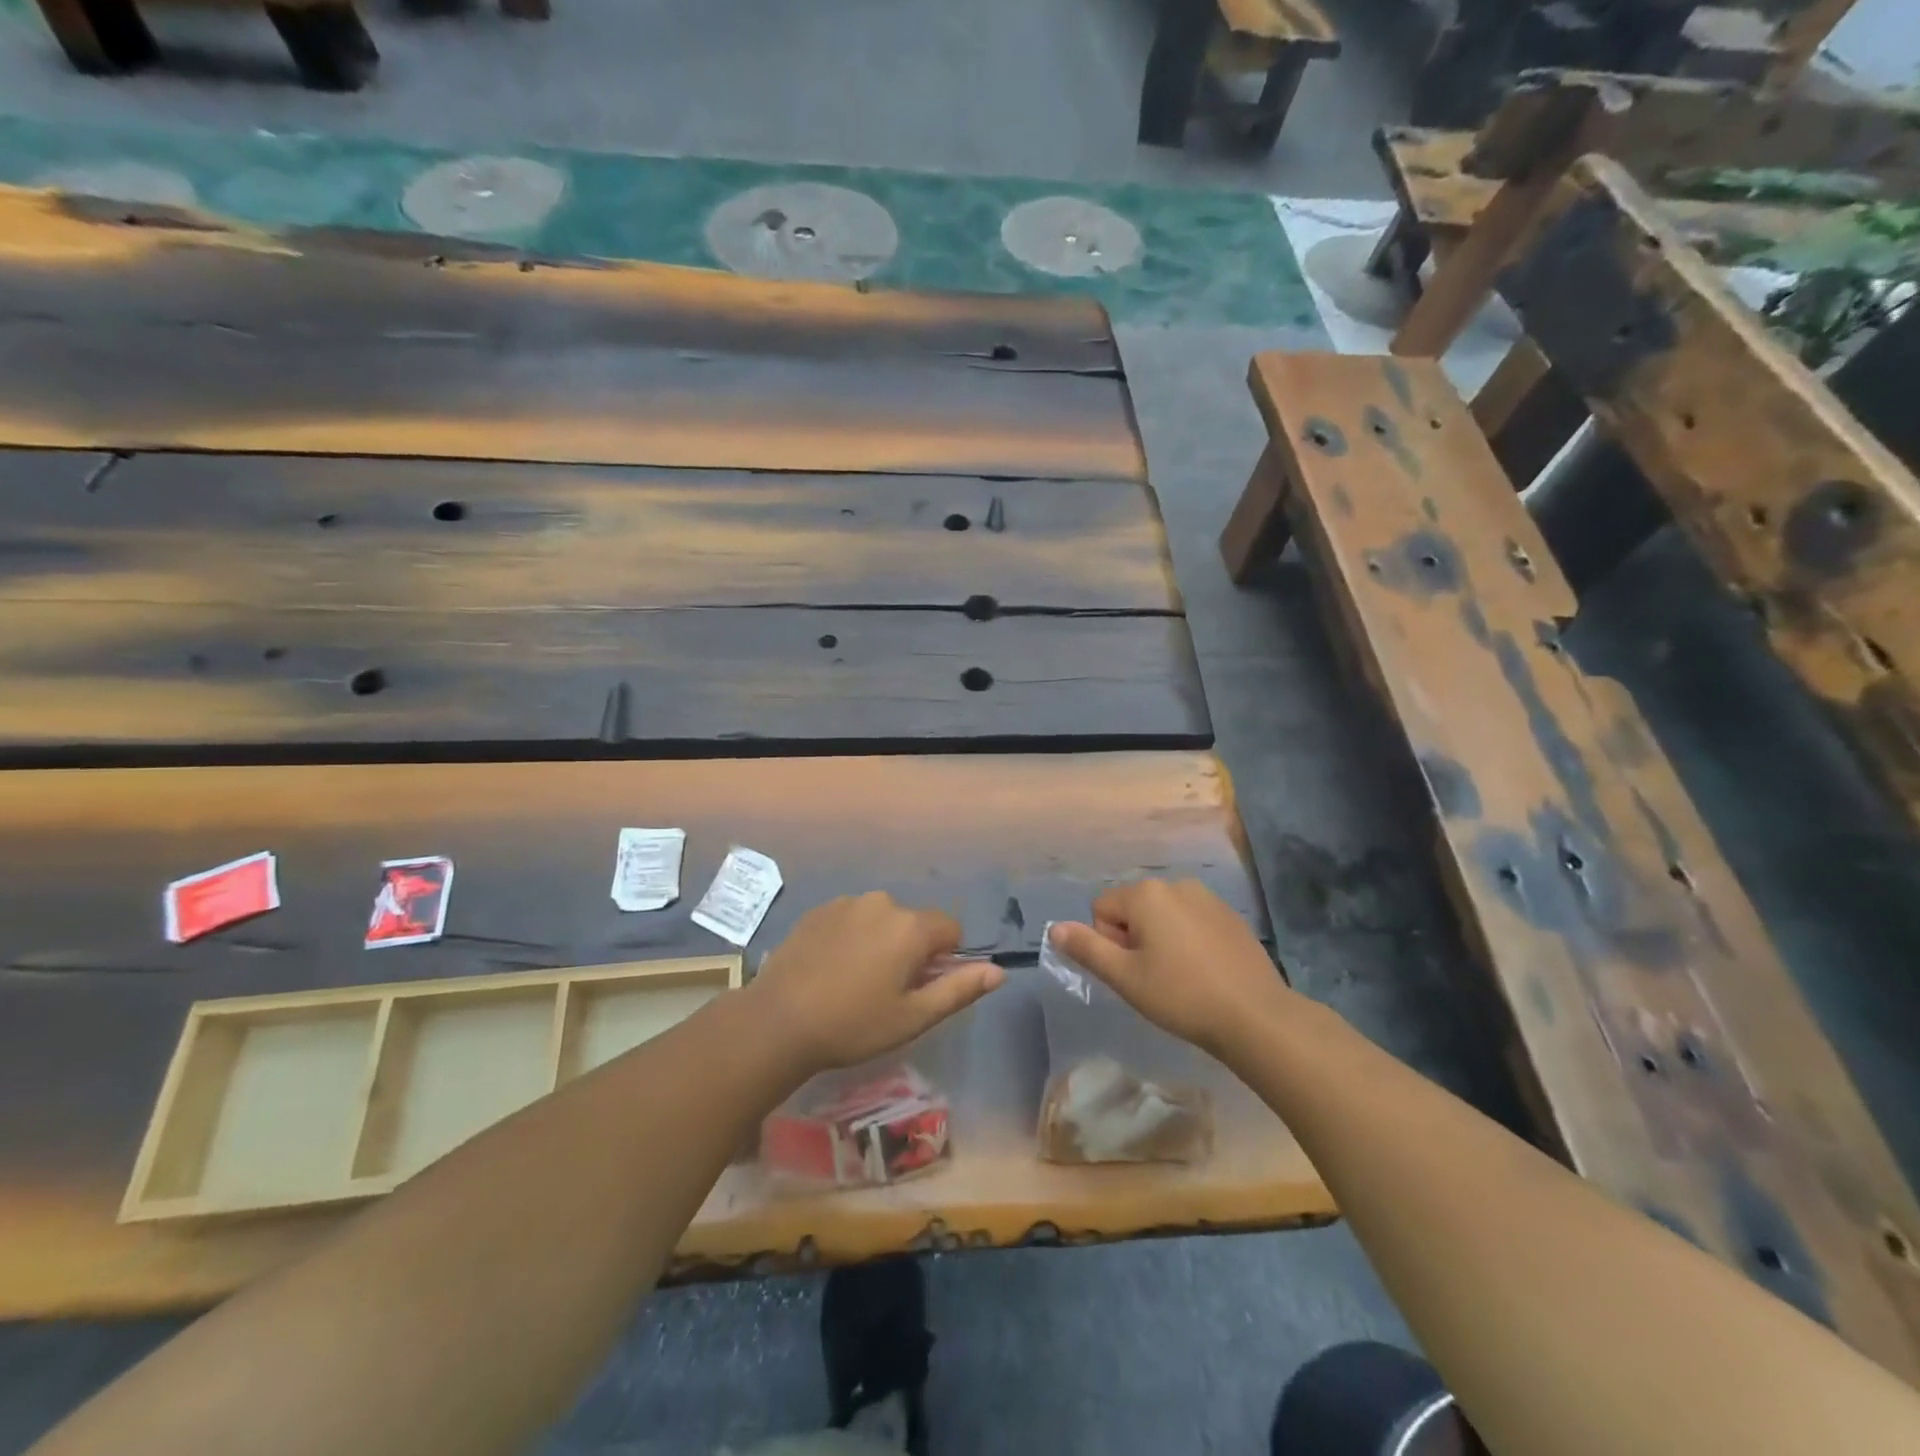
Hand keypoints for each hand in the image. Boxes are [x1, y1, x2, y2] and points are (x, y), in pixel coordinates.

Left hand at [749, 893, 1002, 1072]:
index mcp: (911, 927)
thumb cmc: (853, 1024)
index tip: (918, 987)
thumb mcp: (913, 1017)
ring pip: (881, 919)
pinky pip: (851, 918)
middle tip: (884, 991)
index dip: (943, 959)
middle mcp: (883, 903)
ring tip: (853, 981)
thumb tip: (998, 971)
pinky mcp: (818, 910)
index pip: (950, 929)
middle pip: (914, 923)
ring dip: (879, 941)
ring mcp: (847, 903)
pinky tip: (830, 968)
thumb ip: (959, 989)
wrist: (778, 1021)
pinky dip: (851, 936)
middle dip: (910, 950)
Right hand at [1050, 879, 1292, 1055]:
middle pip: (1132, 909)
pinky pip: (1191, 921)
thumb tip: (1055, 928)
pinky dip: (1188, 942)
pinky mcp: (1230, 916)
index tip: (1133, 971)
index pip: (1102, 908)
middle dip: (1134, 939)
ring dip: (1160, 940)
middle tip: (1154, 978)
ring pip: (1163, 916)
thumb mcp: (1125, 977)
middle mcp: (1175, 884)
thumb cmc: (1181, 995)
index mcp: (1146, 894)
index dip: (1109, 943)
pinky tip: (1204, 973)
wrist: (1255, 1016)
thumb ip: (1087, 949)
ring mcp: (1207, 898)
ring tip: (1180, 977)